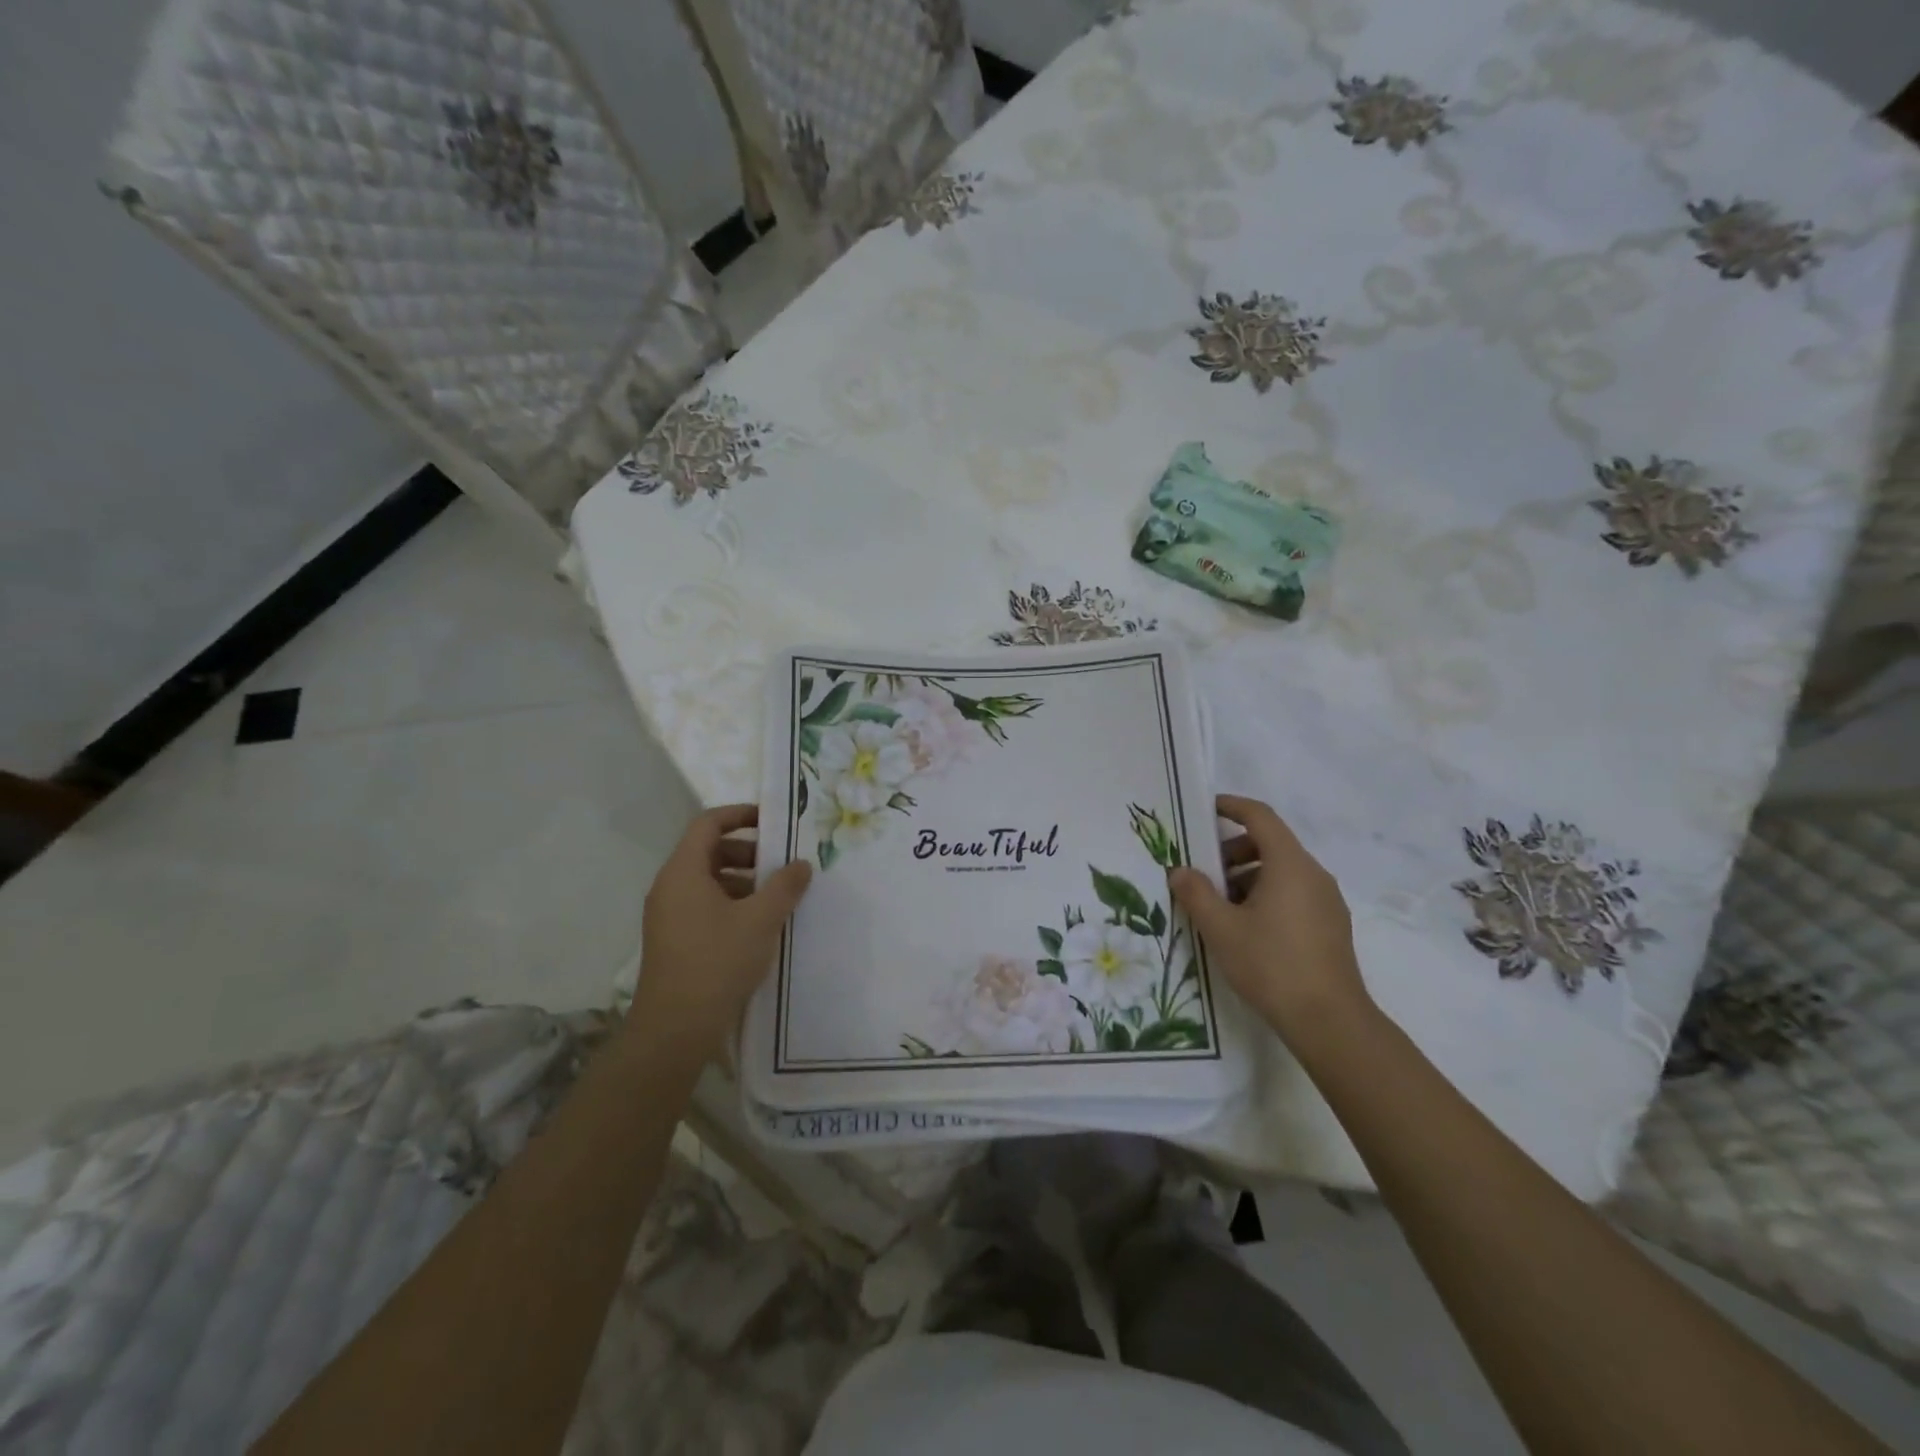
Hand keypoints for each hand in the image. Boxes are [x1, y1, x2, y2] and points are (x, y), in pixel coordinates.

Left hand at [628, 805, 811, 1058]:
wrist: (675, 1029)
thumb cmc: (717, 962)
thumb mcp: (760, 920)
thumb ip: (784, 886)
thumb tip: (801, 864)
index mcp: (683, 872)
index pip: (708, 823)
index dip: (740, 815)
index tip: (773, 820)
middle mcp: (670, 887)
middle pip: (708, 851)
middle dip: (748, 852)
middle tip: (780, 864)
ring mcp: (668, 915)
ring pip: (708, 881)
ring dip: (743, 880)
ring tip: (776, 898)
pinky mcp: (674, 939)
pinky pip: (704, 905)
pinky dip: (731, 903)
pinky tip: (758, 925)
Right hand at [1169, 795, 1372, 1043]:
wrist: (1330, 1021)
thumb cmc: (1271, 964)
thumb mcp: (1221, 928)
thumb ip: (1196, 893)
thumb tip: (1179, 871)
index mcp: (1290, 865)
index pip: (1260, 816)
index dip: (1231, 806)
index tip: (1204, 809)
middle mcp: (1314, 875)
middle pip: (1271, 843)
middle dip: (1233, 850)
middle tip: (1203, 872)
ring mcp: (1327, 901)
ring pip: (1282, 871)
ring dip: (1248, 877)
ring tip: (1220, 907)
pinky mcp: (1332, 926)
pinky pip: (1295, 894)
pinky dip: (1267, 895)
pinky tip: (1247, 928)